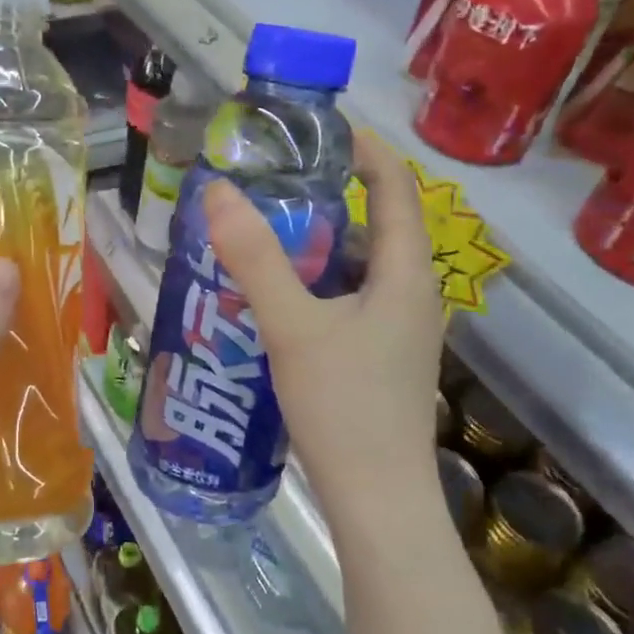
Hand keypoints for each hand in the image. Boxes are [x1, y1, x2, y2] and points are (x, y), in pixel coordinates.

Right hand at [204, 134, 442, 512]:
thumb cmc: (344, 407)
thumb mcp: (293, 327)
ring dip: (319, 247)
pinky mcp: (381, 360)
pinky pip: (350, 303)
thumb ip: (256, 259)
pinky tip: (276, 302)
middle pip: (378, 227)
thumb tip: (221, 191)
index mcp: (406, 276)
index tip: (320, 132)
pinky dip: (317, 287)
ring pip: (360, 270)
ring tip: (265, 237)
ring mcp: (400, 333)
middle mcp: (413, 297)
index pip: (396, 189)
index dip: (366, 152)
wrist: (378, 501)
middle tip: (272, 186)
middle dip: (330, 199)